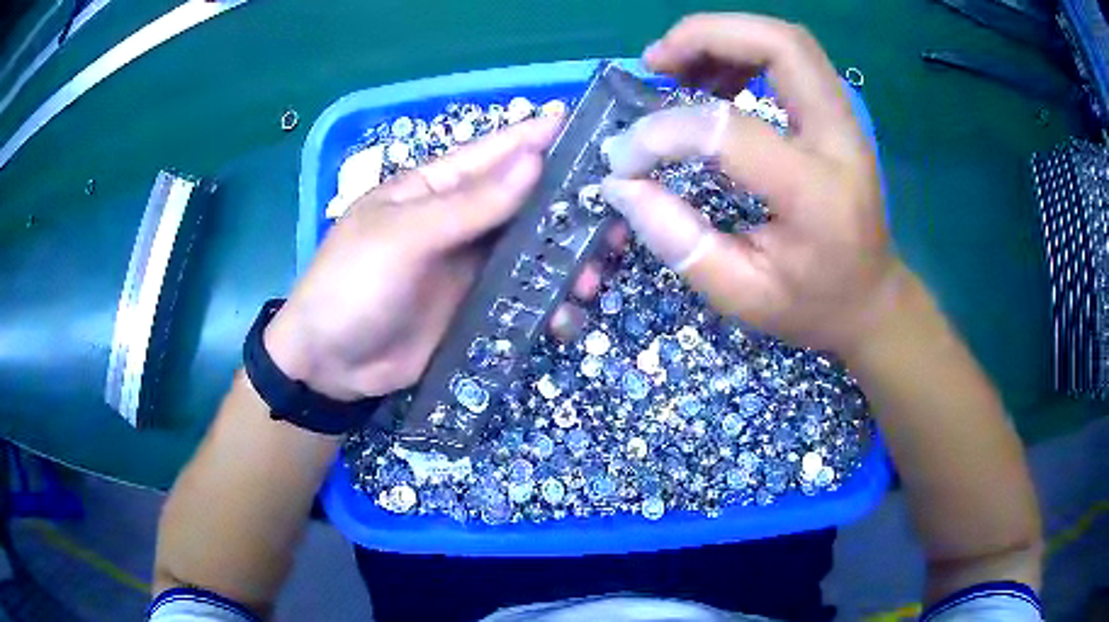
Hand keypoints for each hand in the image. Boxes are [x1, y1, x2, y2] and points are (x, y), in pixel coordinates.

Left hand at [263, 115, 605, 400]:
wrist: (330, 366)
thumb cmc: (353, 285)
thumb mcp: (404, 238)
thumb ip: (469, 204)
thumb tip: (533, 160)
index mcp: (435, 188)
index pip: (495, 152)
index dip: (540, 137)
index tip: (592, 128)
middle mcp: (460, 220)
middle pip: (525, 203)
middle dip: (570, 208)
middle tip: (614, 220)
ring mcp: (471, 266)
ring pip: (533, 251)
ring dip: (567, 261)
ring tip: (591, 277)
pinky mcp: (478, 308)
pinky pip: (523, 298)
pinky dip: (548, 306)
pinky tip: (564, 320)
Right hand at [600, 13, 903, 354]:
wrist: (871, 299)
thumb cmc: (812, 305)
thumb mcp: (741, 295)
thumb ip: (678, 240)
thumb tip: (621, 183)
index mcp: (816, 194)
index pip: (729, 131)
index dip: (664, 133)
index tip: (625, 156)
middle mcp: (840, 140)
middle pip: (780, 45)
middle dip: (708, 36)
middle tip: (656, 62)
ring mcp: (844, 121)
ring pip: (785, 40)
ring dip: (723, 38)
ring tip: (676, 68)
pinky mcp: (836, 115)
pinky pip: (789, 58)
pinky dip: (742, 52)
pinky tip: (712, 81)